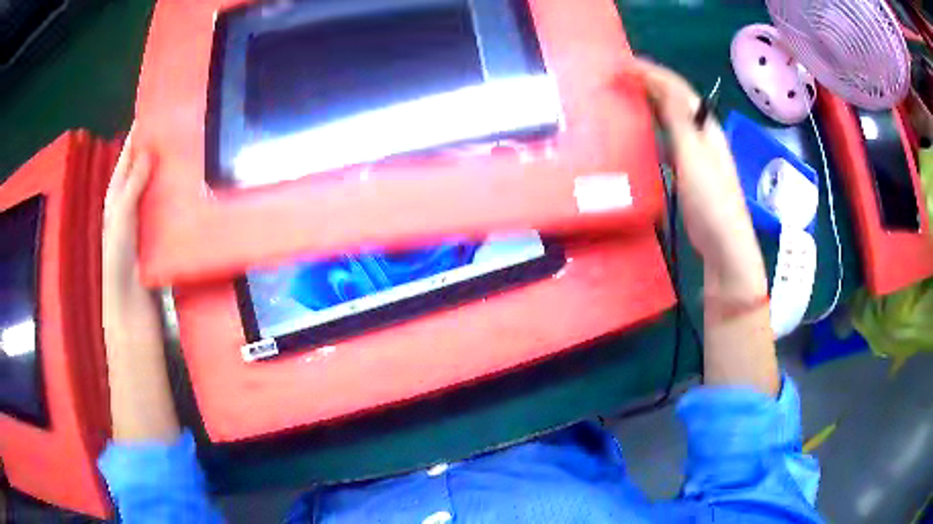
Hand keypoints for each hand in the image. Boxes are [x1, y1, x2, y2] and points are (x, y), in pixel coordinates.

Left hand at [101, 131, 179, 441]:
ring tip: (188, 149)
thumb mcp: (120, 219)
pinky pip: (165, 205)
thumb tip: (147, 151)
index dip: (136, 136)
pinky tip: (189, 186)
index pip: (126, 158)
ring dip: (168, 169)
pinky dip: (174, 193)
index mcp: (116, 197)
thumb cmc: (119, 261)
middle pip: (142, 168)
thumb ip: (131, 187)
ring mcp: (144, 218)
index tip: (155, 111)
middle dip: (155, 146)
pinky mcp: (157, 233)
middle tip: (179, 126)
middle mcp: (129, 203)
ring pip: (155, 185)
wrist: (131, 305)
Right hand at [633, 58, 766, 297]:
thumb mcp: (694, 155)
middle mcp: (702, 135)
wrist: (724, 246)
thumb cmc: (711, 200)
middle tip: (617, 78)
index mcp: (704, 126)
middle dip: (648, 83)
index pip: (676, 88)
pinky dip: (651, 131)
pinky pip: (667, 141)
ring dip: (649, 105)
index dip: (651, 72)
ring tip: (623, 98)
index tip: (621, 65)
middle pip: (674, 100)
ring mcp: (696, 156)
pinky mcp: (688, 174)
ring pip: (670, 120)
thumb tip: (660, 82)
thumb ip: (677, 118)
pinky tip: (638, 135)